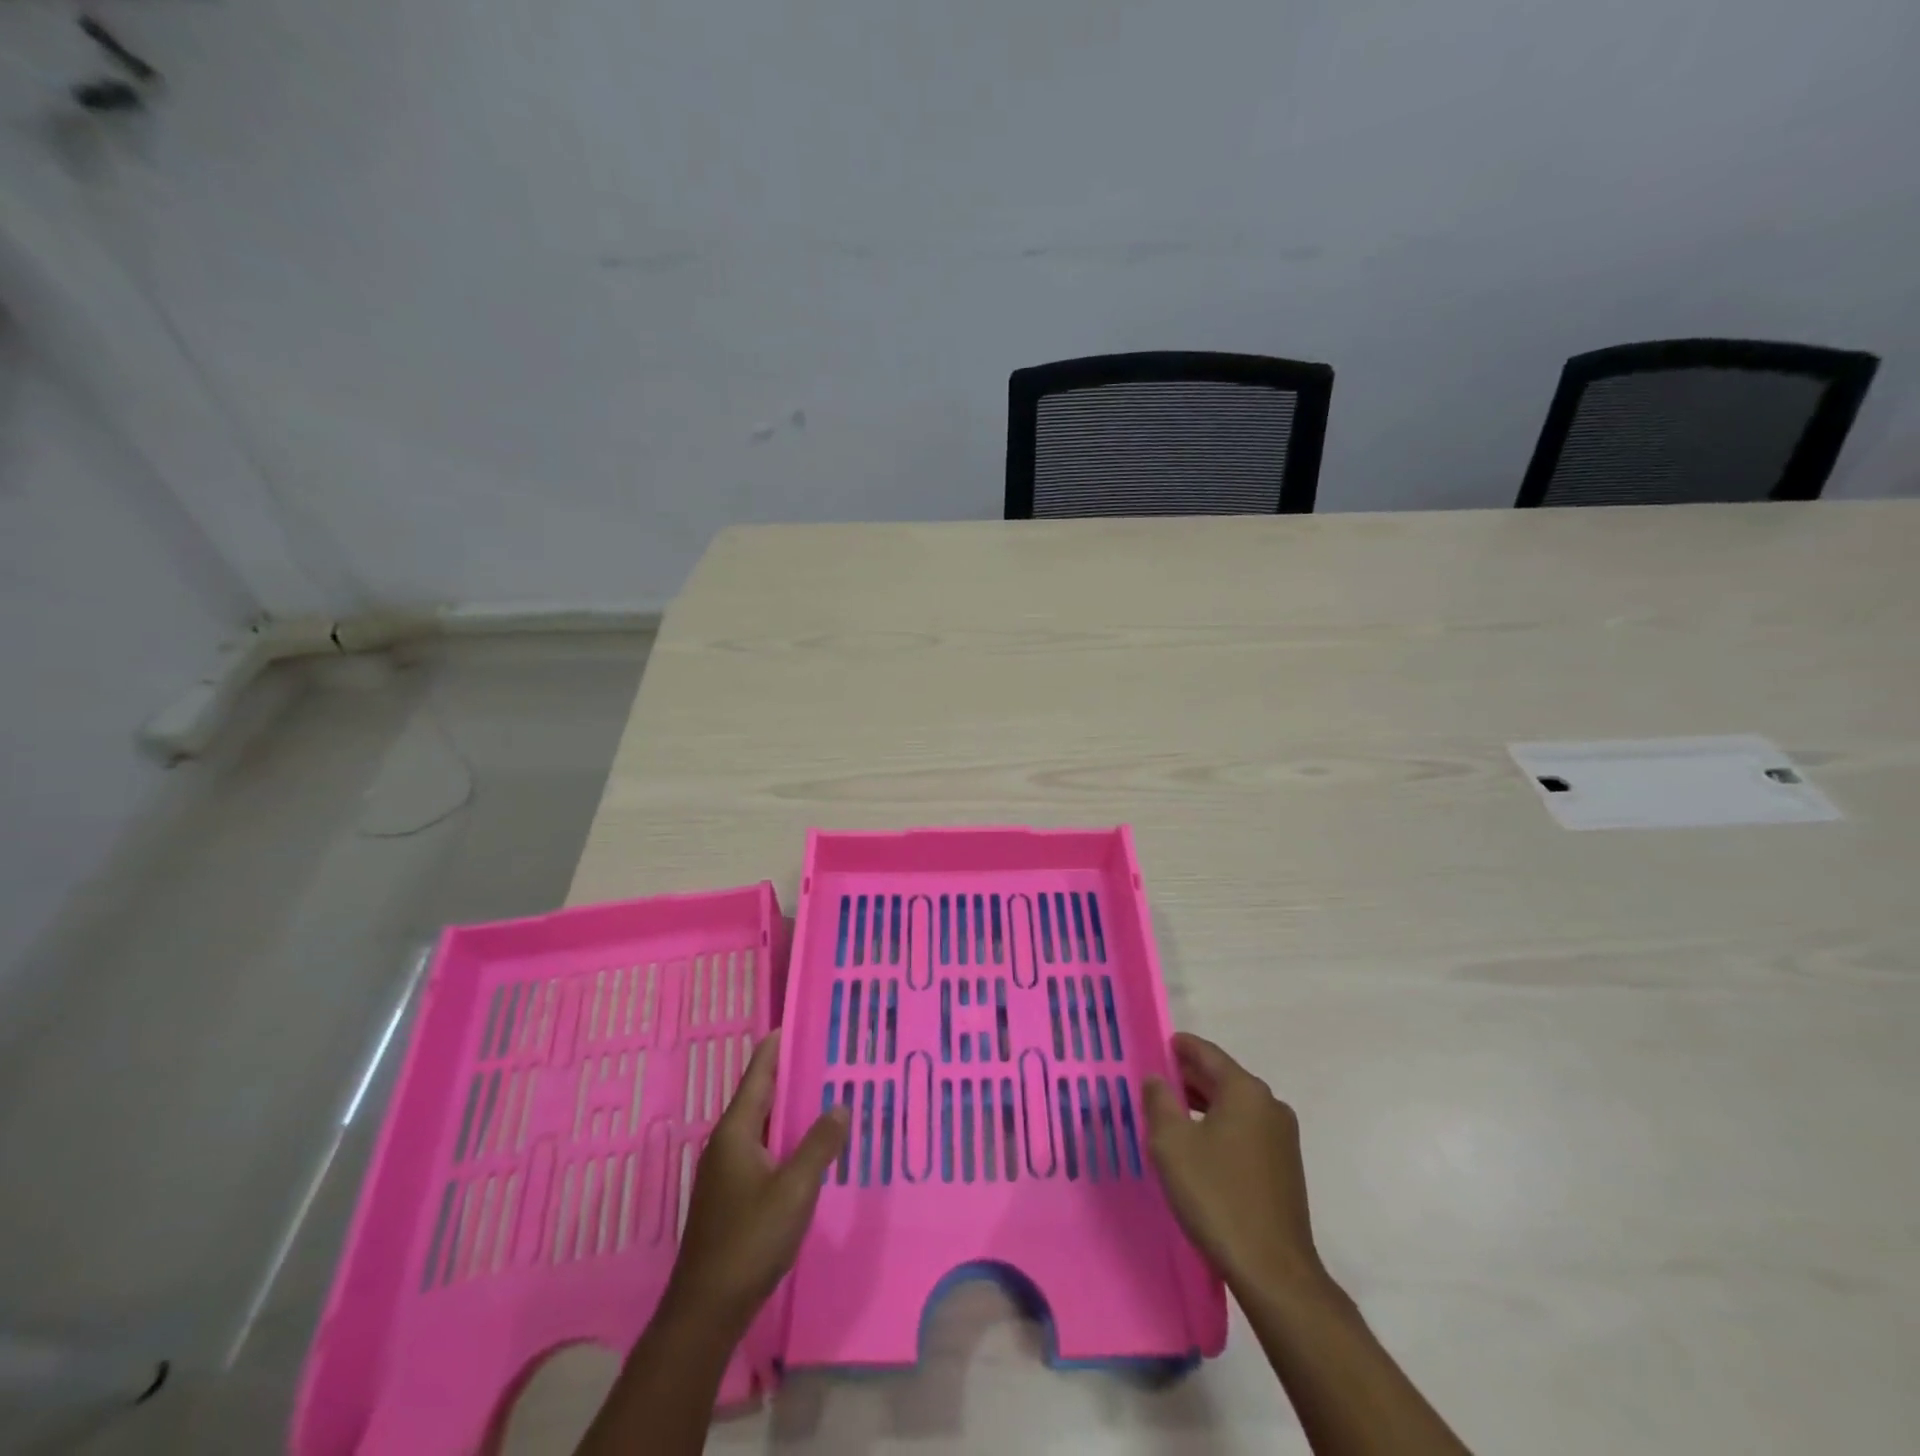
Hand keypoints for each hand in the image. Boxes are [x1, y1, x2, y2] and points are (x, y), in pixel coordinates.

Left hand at [661, 1029, 848, 1333]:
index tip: (795, 1022)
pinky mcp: (730, 1196)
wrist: (706, 1310)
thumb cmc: (750, 1240)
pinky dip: (783, 1136)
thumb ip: (819, 1144)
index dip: (776, 1047)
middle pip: (759, 1096)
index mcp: (735, 1132)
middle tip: (822, 1054)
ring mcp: (725, 1172)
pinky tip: (805, 1146)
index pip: (758, 1074)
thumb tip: (839, 1104)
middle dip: (787, 1074)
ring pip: (760, 1125)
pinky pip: (761, 1149)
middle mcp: (726, 1144)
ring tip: (821, 1093)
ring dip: (787, 1108)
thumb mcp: (795, 1189)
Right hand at [1143, 1032, 1327, 1298]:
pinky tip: (1198, 1147)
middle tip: (1155, 1083)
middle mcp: (1269, 1105)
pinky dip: (1220, 1127)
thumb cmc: (1217, 1196)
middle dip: (1188, 1078)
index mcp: (1245, 1090)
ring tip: (1170, 1115)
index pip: (1207, 1053)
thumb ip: (1159, 1101)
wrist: (1273, 1271)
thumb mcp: (1172, 1144)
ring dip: (1203, 1105)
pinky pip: (1245, 1130)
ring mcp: (1282, 1137)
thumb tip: (1157, 1078)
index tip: (1157, 1045)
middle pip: (1222, 1078)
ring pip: (1234, 1106)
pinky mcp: (1284, 1167)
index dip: (1180, 1047)